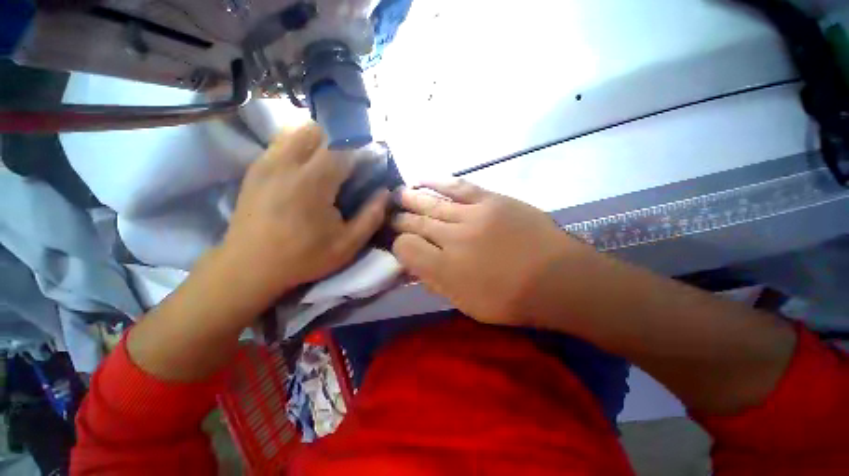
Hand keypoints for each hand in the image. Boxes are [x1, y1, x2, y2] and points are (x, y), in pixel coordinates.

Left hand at [218, 123, 389, 310]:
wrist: (249, 267)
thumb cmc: (303, 257)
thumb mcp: (347, 245)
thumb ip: (371, 216)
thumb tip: (385, 193)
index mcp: (313, 182)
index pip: (342, 146)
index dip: (360, 149)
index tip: (368, 163)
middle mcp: (287, 163)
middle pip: (317, 129)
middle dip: (338, 139)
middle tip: (348, 163)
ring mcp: (267, 162)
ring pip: (296, 130)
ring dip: (318, 140)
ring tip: (327, 165)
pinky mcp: (255, 168)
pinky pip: (282, 142)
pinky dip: (299, 147)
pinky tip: (305, 170)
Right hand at [391, 179, 589, 325]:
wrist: (559, 279)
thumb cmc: (512, 299)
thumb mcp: (467, 304)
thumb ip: (436, 283)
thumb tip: (415, 266)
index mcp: (445, 269)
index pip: (406, 249)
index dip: (398, 246)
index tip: (398, 245)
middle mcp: (452, 239)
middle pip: (416, 224)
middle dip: (399, 220)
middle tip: (388, 214)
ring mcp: (472, 216)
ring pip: (431, 204)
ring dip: (411, 199)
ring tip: (396, 194)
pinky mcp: (491, 200)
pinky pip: (457, 186)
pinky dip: (437, 181)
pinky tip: (422, 178)